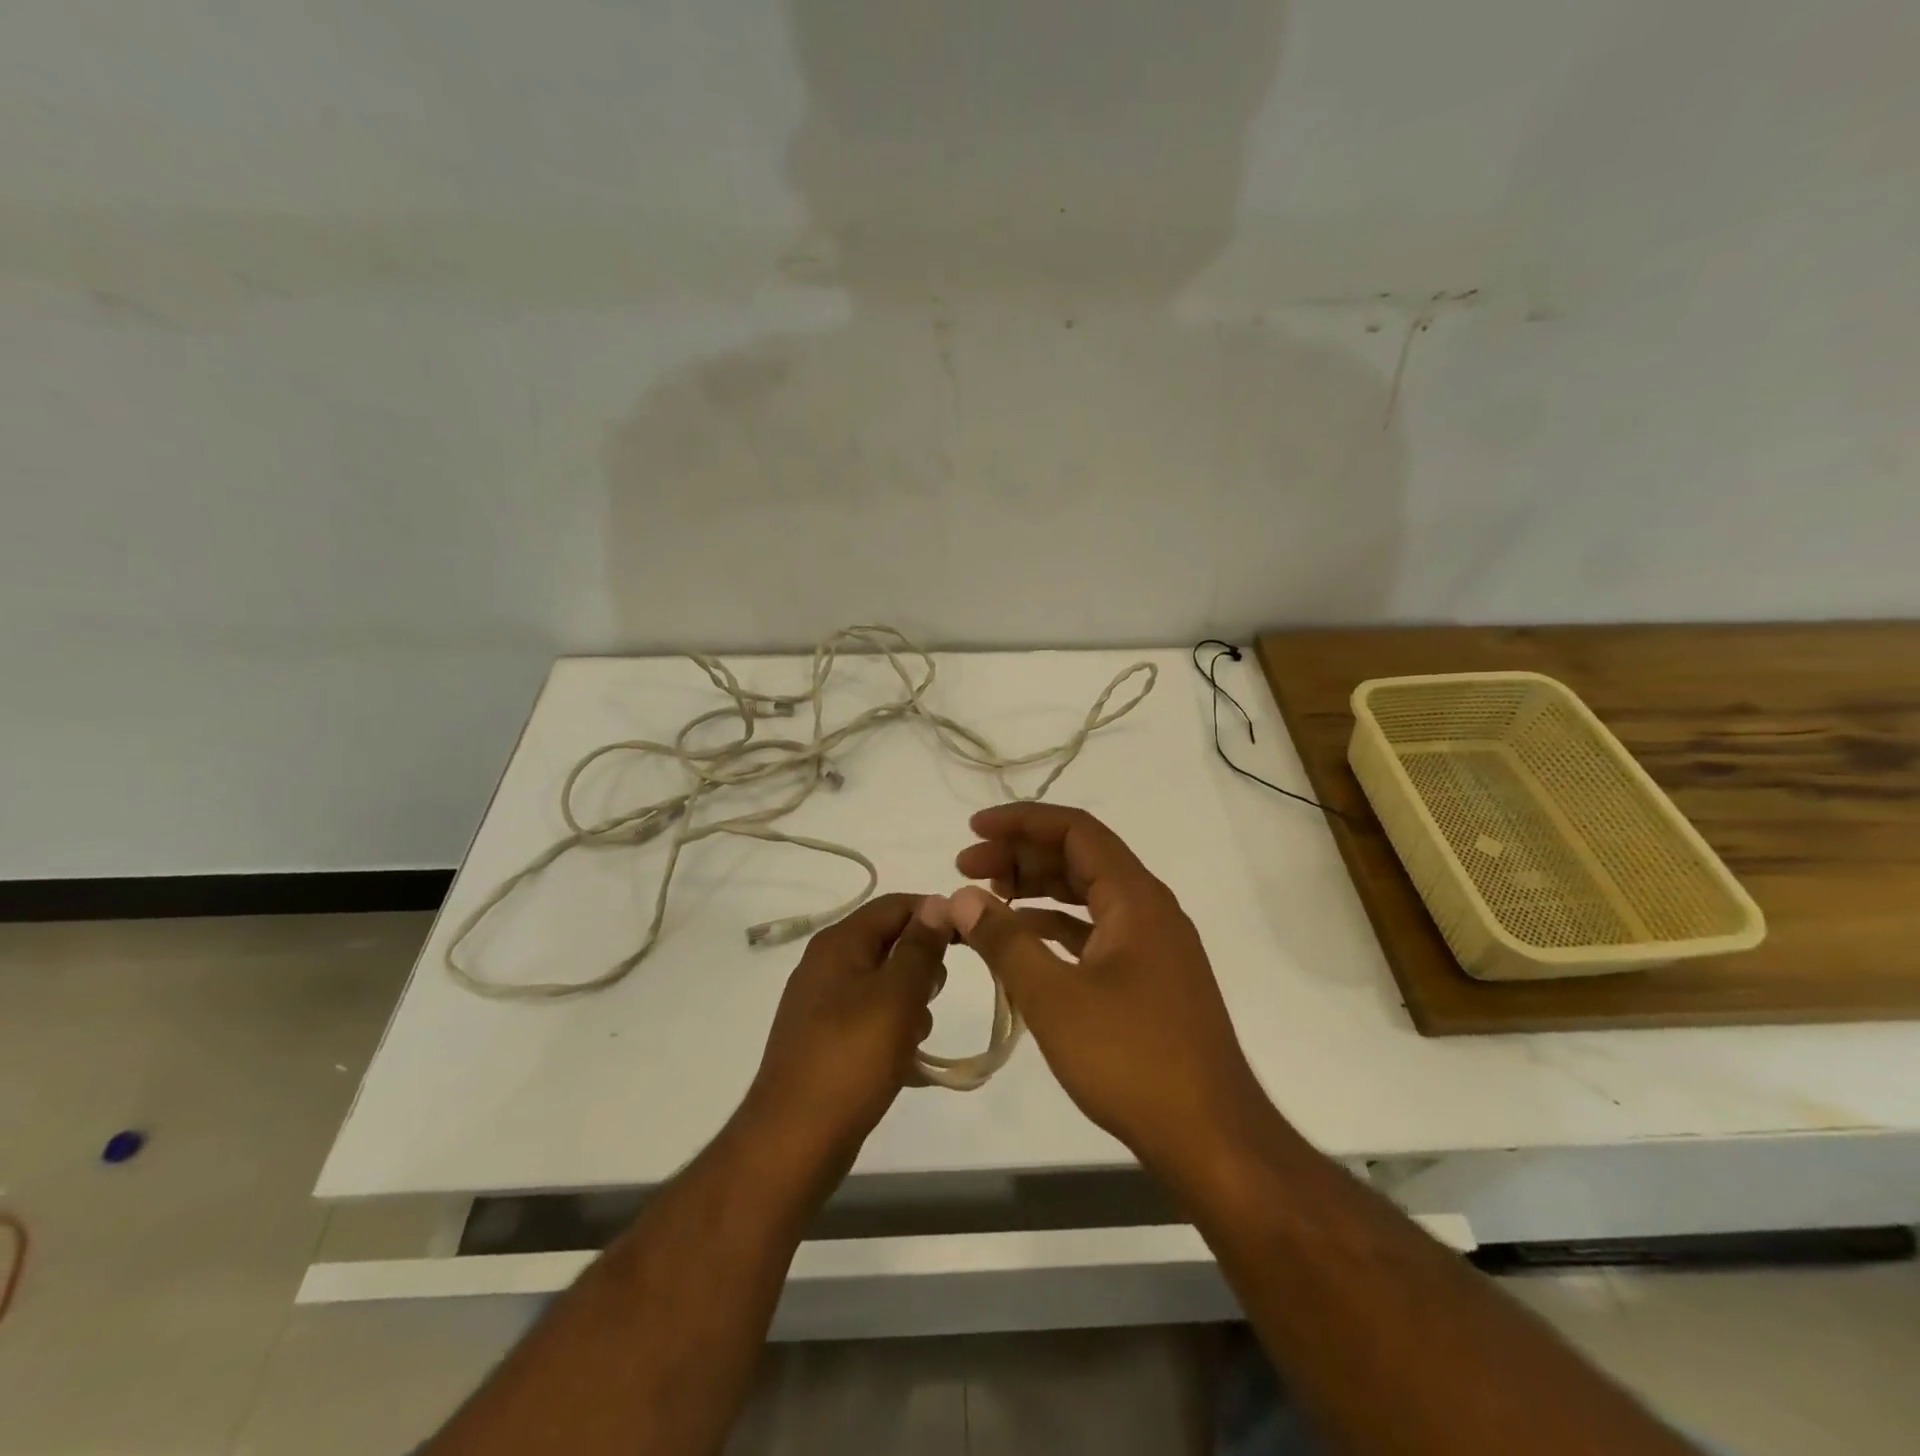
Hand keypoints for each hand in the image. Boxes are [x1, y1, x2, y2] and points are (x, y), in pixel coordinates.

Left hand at [740, 893, 947, 1171]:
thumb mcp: (897, 996)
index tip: (970, 940)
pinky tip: (906, 1064)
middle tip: (933, 997)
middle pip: (890, 942)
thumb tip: (940, 903)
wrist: (793, 1142)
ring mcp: (823, 1004)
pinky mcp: (826, 1040)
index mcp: (840, 943)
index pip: (896, 905)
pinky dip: (893, 1032)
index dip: (935, 915)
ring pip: (884, 984)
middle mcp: (827, 964)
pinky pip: (871, 1019)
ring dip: (910, 1005)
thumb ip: (921, 947)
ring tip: (915, 1039)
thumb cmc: (852, 1059)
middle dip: (922, 966)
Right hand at [948, 805, 1267, 1170]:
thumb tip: (961, 898)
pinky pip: (1096, 932)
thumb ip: (1004, 941)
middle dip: (1022, 855)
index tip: (973, 829)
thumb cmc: (1132, 1059)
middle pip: (1080, 857)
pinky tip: (1023, 940)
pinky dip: (1057, 927)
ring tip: (988, 898)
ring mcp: (1153, 946)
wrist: (1211, 1138)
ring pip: (1088, 895)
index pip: (1076, 830)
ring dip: (1038, 889)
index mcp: (1136, 897)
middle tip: (967, 868)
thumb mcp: (1054, 997)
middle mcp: (1149, 909)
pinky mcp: (1150, 980)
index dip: (1021, 821)